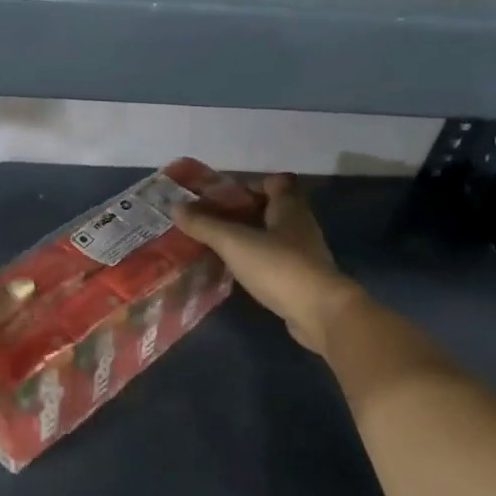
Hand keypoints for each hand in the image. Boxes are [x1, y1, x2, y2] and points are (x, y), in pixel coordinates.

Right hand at [173, 174, 361, 353]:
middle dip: (241, 212)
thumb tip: (175, 207)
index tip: (222, 197)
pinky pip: (274, 259)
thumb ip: (205, 225)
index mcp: (289, 207)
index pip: (274, 182)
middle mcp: (300, 224)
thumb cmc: (279, 266)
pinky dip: (255, 260)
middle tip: (210, 221)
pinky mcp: (302, 277)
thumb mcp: (235, 242)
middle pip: (270, 208)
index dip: (248, 185)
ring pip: (271, 235)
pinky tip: (235, 270)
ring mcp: (304, 252)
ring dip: (247, 237)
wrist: (320, 312)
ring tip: (216, 245)